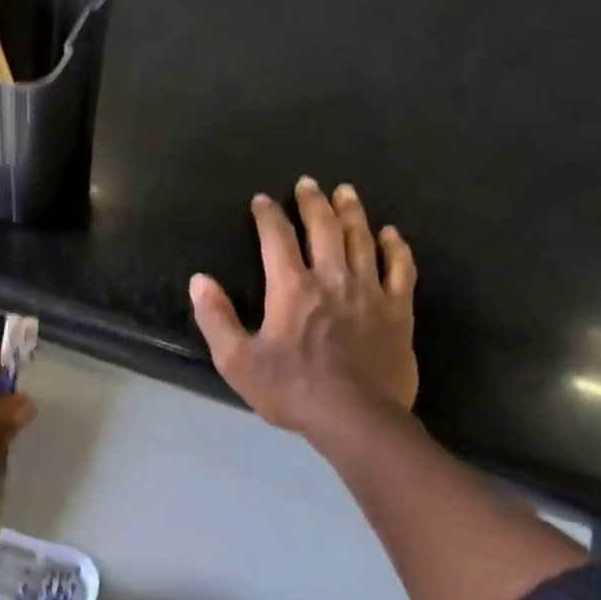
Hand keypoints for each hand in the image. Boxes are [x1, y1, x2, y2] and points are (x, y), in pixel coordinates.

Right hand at [190, 178, 417, 438]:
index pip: (277, 240)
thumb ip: (216, 318)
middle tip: (308, 183)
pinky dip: (395, 246)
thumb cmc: (290, 390)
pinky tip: (391, 234)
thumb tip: (200, 281)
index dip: (268, 216)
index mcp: (291, 288)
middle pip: (324, 228)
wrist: (355, 416)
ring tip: (346, 192)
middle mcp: (332, 278)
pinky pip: (400, 267)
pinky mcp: (397, 310)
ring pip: (362, 238)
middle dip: (313, 202)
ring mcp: (370, 291)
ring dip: (352, 212)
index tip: (262, 200)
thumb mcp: (237, 360)